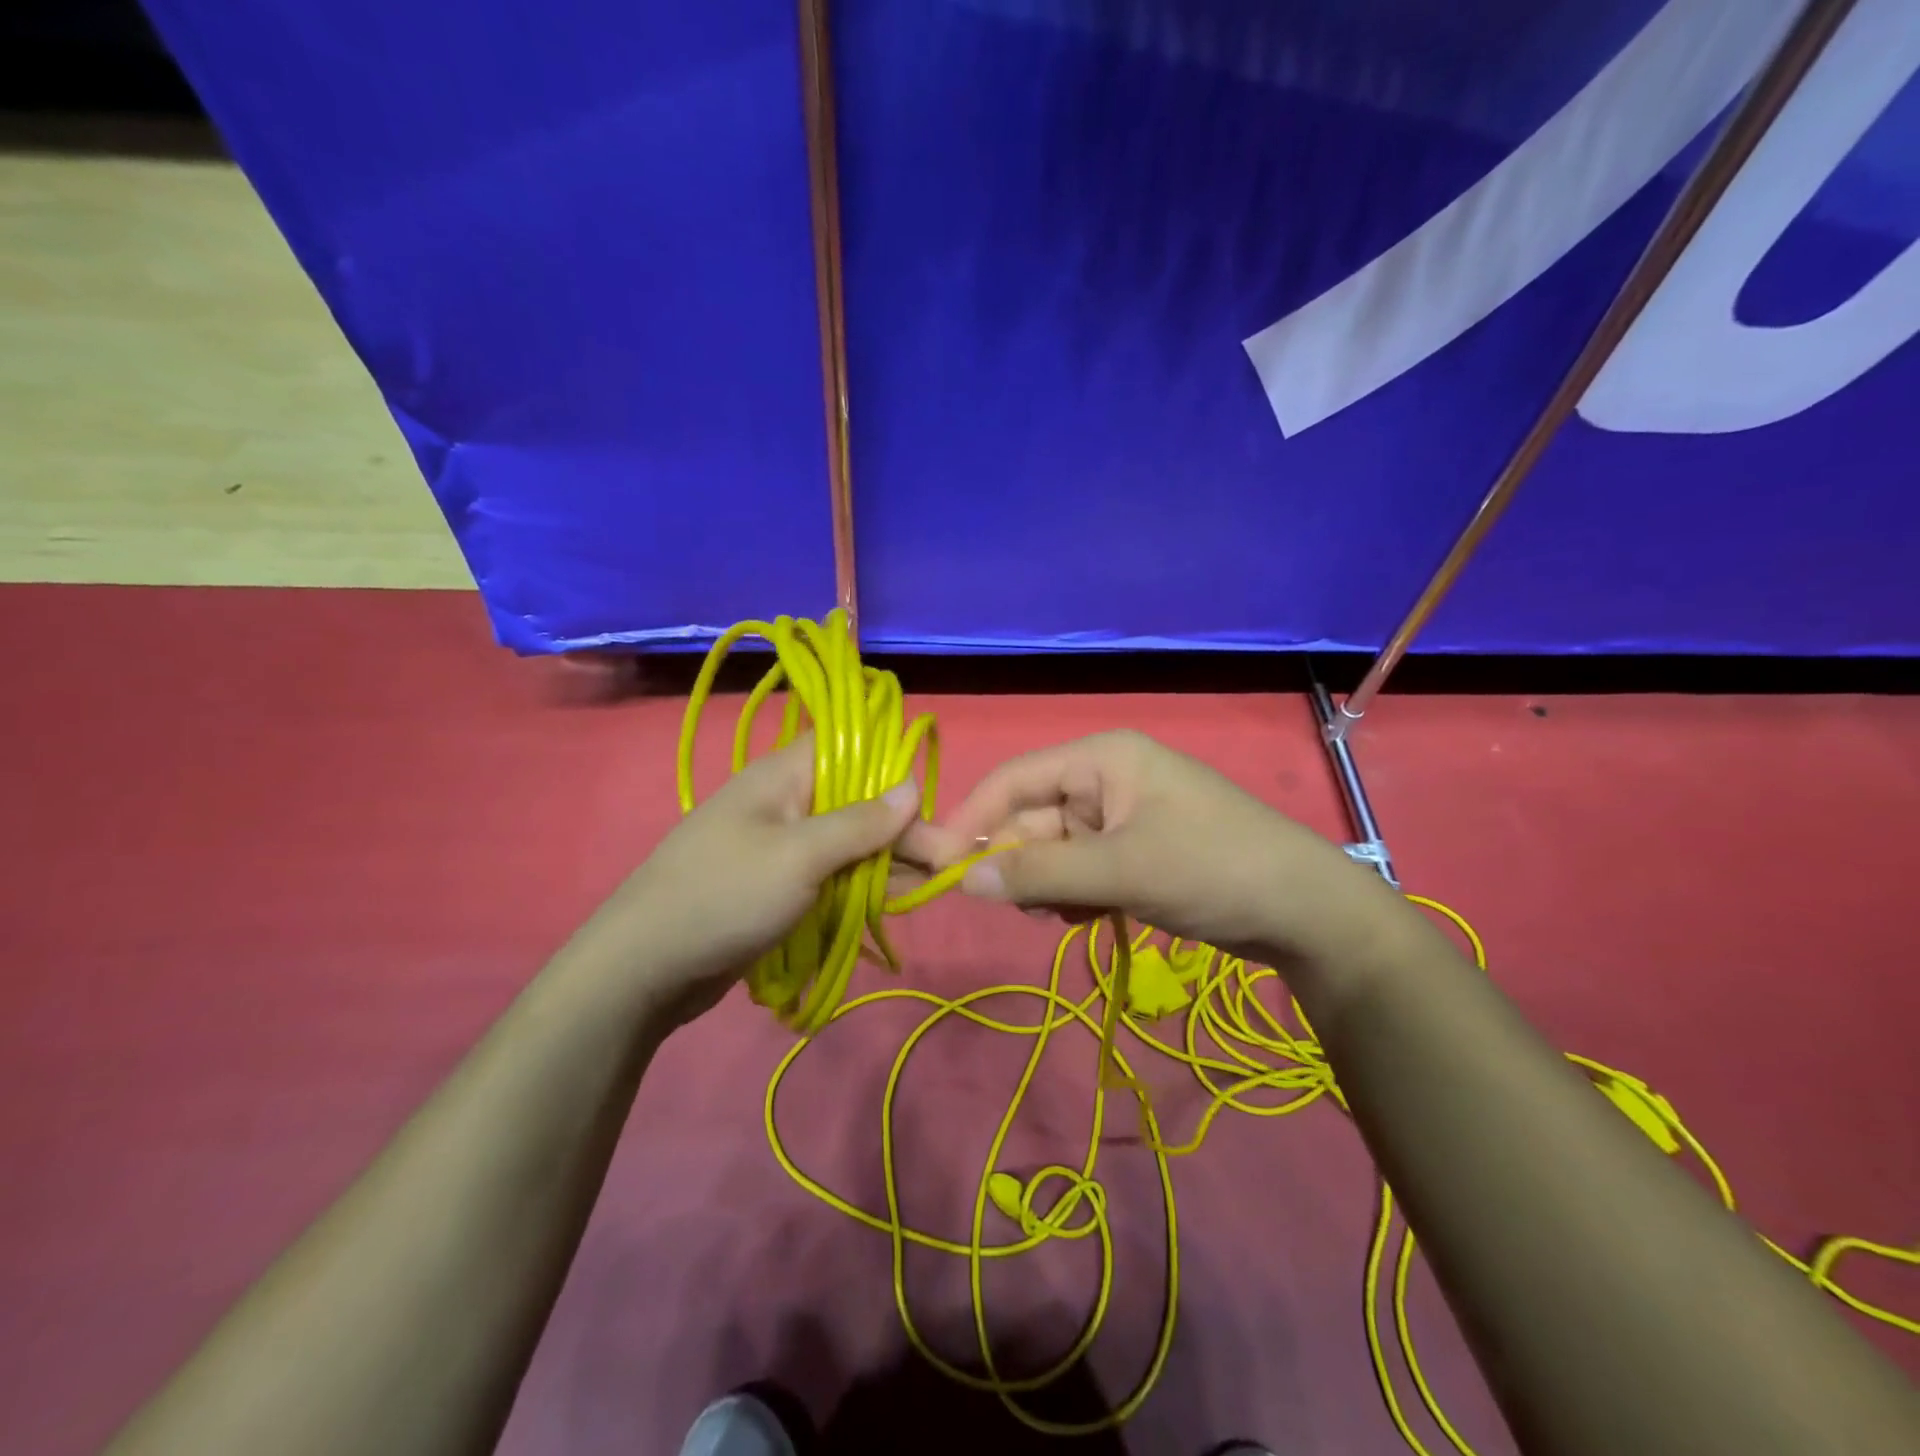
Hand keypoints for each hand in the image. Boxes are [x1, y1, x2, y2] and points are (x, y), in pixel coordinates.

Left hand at [566, 738, 922, 1026]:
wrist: (644, 968)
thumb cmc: (723, 896)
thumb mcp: (798, 856)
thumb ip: (859, 823)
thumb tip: (912, 784)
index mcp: (783, 777)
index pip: (849, 747)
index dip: (892, 767)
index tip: (929, 803)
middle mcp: (785, 803)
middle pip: (856, 800)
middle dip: (900, 827)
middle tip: (945, 861)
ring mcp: (781, 846)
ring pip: (847, 841)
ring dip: (886, 860)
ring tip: (930, 884)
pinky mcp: (778, 884)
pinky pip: (830, 873)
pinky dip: (861, 884)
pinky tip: (893, 900)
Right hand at [933, 731, 1414, 975]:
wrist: (1307, 913)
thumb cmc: (1213, 868)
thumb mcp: (1121, 870)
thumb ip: (1039, 873)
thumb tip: (963, 881)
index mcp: (1102, 758)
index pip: (1015, 779)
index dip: (972, 818)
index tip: (936, 863)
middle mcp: (1107, 779)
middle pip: (1032, 818)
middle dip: (1019, 863)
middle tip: (1012, 909)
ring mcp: (1123, 818)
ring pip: (1054, 850)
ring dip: (1047, 885)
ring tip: (1064, 915)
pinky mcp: (1136, 853)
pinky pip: (1081, 869)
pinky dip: (1073, 895)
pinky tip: (1087, 918)